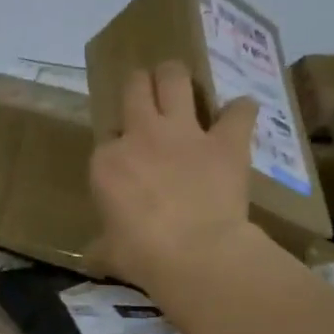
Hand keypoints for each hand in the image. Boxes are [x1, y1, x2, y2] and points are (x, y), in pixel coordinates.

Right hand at [89, 61, 257, 291]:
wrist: (195, 254)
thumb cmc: (142, 256)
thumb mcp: (110, 253)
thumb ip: (102, 246)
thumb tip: (93, 256)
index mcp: (107, 162)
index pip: (107, 140)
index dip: (117, 147)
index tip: (124, 162)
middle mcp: (142, 135)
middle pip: (135, 88)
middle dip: (140, 86)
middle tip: (147, 95)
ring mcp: (185, 133)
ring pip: (175, 79)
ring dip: (176, 77)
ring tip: (179, 83)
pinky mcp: (225, 142)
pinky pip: (239, 112)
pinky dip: (240, 111)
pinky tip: (239, 115)